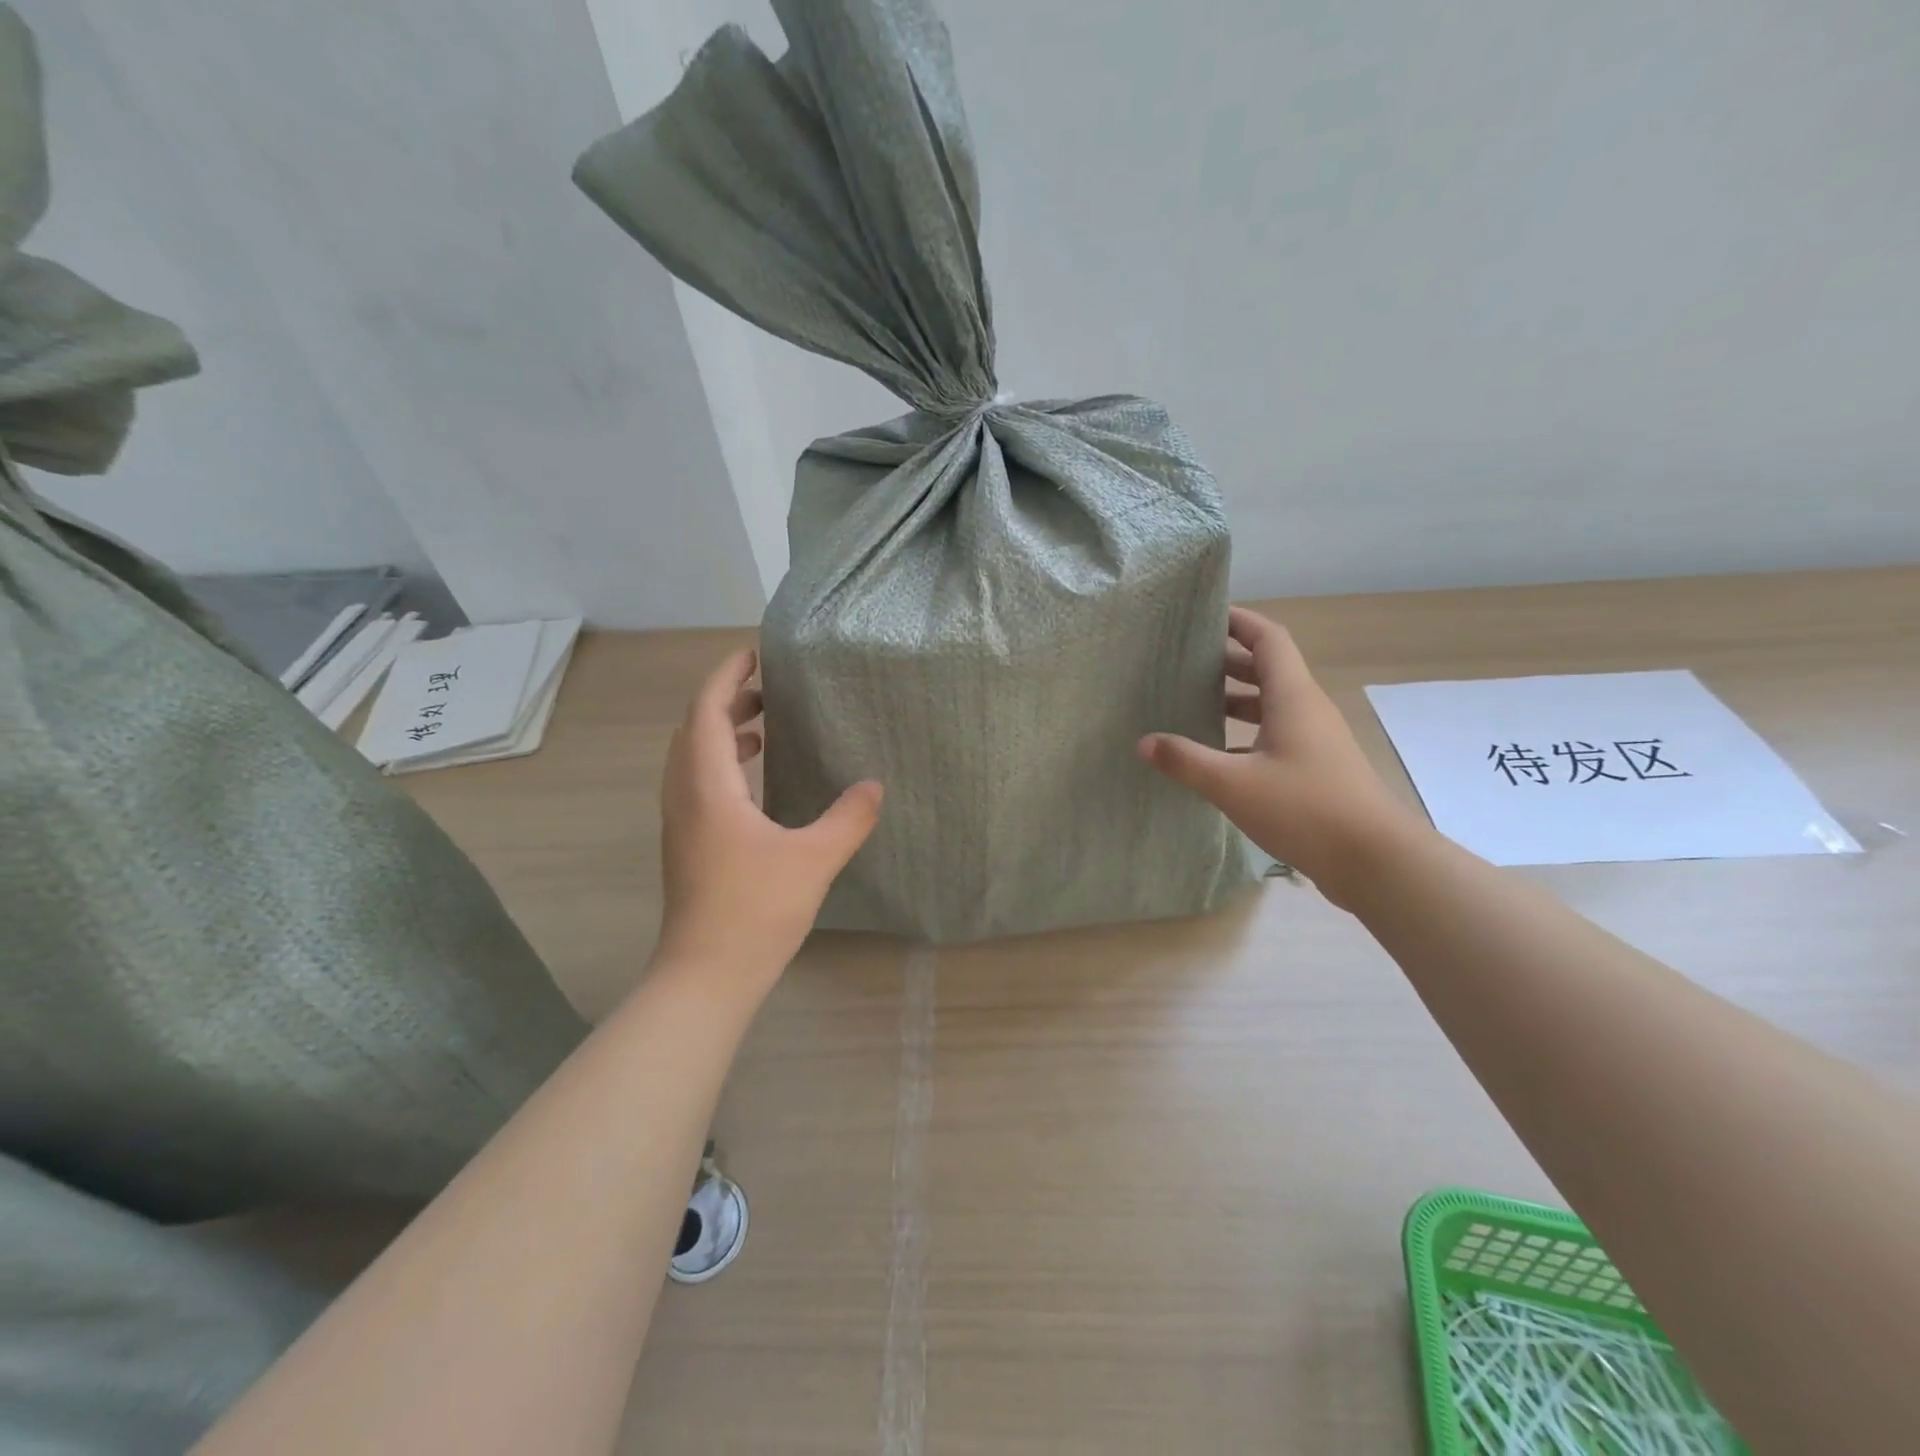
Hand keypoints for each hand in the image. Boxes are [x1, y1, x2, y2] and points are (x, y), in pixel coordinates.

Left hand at [655, 648, 882, 986]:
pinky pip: (698, 782)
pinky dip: (721, 763)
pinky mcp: (688, 843)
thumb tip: (874, 786)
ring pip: (692, 757)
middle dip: (727, 699)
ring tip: (763, 724)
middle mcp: (685, 794)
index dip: (727, 676)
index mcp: (707, 786)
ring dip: (721, 731)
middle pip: (694, 728)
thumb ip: (848, 818)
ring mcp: (681, 821)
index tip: (755, 654)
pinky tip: (755, 779)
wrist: (706, 975)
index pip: (706, 710)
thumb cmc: (756, 910)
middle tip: (769, 688)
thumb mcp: (814, 859)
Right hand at [1138, 607, 1417, 908]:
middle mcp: (1306, 710)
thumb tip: (1145, 742)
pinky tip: (1216, 755)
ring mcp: (1314, 741)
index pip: (1268, 639)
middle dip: (1228, 660)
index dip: (1239, 621)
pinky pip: (1274, 736)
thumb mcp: (1233, 784)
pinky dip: (1244, 734)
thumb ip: (1186, 760)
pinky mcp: (1315, 769)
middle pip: (1267, 669)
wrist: (1373, 859)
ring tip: (1192, 702)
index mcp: (1293, 697)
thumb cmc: (1304, 808)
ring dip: (1235, 699)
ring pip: (1270, 705)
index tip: (1205, 615)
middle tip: (1184, 661)